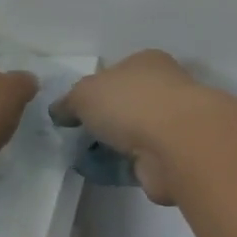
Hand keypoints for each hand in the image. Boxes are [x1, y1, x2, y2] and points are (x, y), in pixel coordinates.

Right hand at [51, 50, 204, 204]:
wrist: (176, 145)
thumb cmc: (130, 103)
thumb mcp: (85, 93)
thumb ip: (69, 101)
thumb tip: (60, 111)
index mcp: (146, 62)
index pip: (117, 72)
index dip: (95, 90)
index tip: (76, 110)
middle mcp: (164, 87)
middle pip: (127, 103)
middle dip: (105, 121)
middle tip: (78, 137)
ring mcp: (173, 123)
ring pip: (135, 133)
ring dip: (115, 146)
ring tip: (87, 159)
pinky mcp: (176, 156)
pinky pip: (142, 161)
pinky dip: (126, 167)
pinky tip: (106, 174)